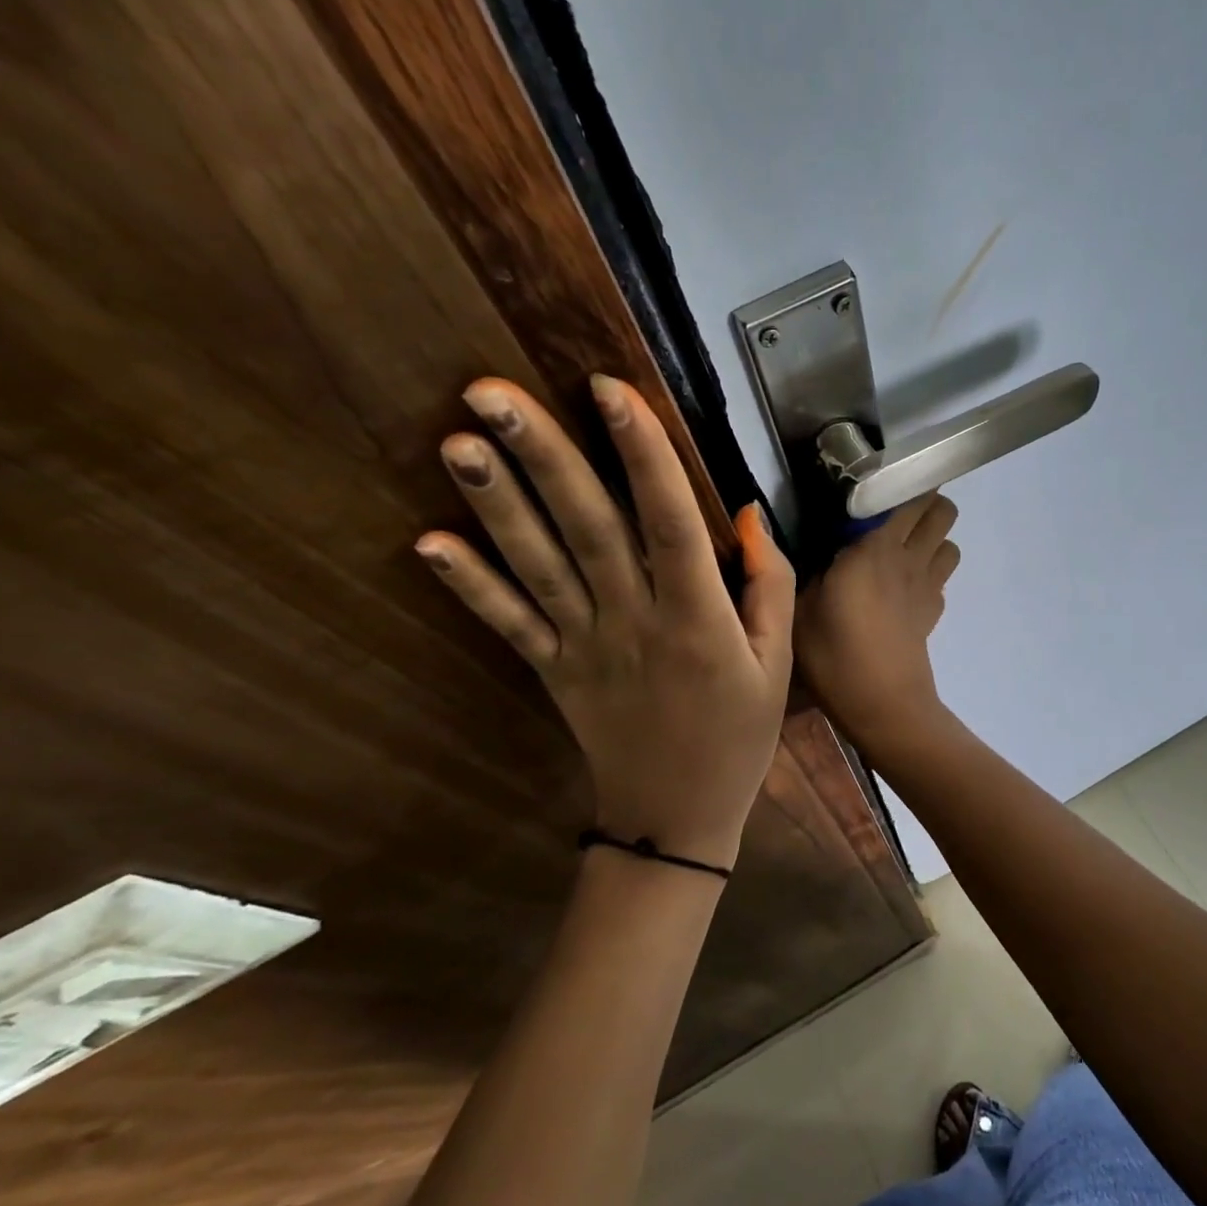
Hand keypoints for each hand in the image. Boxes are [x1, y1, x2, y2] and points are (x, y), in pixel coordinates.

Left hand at [415, 375, 793, 867]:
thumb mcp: (777, 662)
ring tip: (457, 442)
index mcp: (698, 619)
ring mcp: (584, 647)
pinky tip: (429, 542)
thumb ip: (769, 585)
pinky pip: (508, 624)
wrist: (677, 816)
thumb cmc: (737, 735)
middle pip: (588, 529)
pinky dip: (469, 585)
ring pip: (539, 567)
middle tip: (491, 391)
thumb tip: (745, 513)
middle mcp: (635, 622)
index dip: (641, 454)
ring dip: (497, 505)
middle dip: (544, 457)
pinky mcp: (552, 671)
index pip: (669, 522)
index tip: (608, 389)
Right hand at [795, 494, 959, 751]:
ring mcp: (928, 587)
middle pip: (943, 511)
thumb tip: (811, 547)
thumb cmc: (834, 655)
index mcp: (877, 548)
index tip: (873, 490)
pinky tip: (901, 593)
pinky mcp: (933, 614)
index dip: (899, 485)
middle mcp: (911, 558)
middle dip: (924, 506)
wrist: (882, 706)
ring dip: (932, 541)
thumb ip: (805, 569)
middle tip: (889, 518)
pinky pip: (941, 579)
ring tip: (899, 553)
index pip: (909, 496)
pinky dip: (929, 576)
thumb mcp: (799, 608)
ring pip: (950, 544)